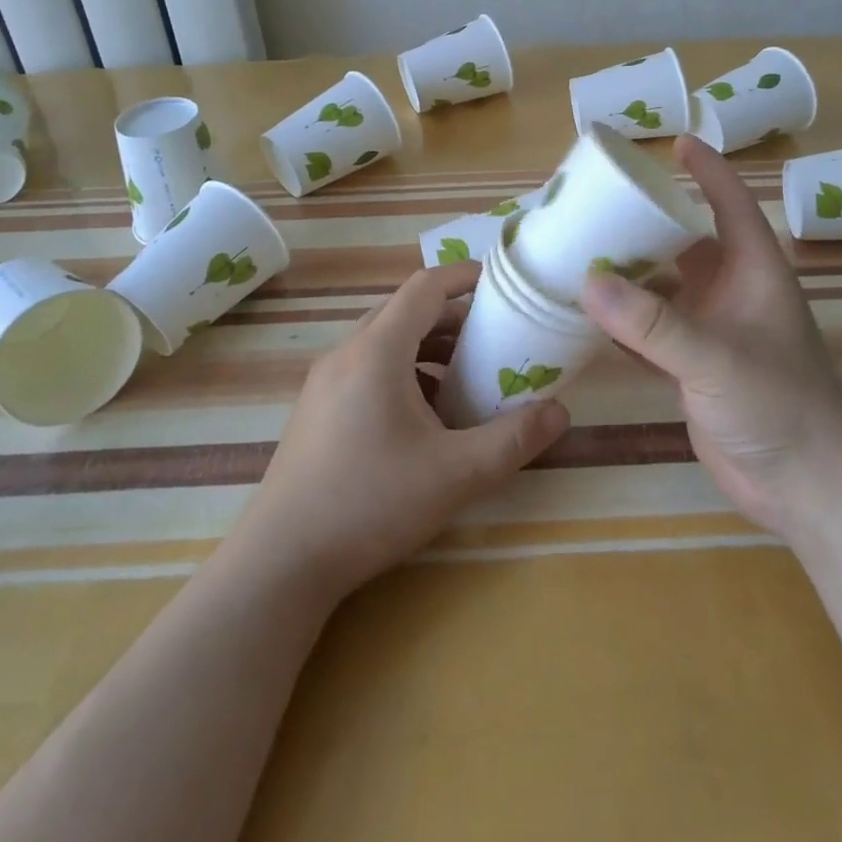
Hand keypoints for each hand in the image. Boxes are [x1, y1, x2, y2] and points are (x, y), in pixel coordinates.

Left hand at [232, 262, 570, 601]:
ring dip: (427, 346)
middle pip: (405, 311)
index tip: (501, 285)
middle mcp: (346, 352)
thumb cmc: (370, 503)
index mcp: (377, 350)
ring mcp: (325, 382)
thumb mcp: (455, 474)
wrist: (280, 563)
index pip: (425, 287)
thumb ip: (513, 440)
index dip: (464, 277)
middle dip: (453, 316)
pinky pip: (367, 368)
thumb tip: (561, 412)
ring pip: (384, 340)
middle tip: (495, 337)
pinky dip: (403, 371)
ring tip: (466, 376)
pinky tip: (425, 415)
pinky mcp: (316, 409)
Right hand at [581, 136, 841, 539]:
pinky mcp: (692, 371)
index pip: (730, 204)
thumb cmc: (781, 406)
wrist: (812, 489)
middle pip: (685, 244)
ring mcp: (711, 333)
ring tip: (577, 254)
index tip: (675, 142)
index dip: (707, 170)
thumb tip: (587, 281)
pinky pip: (649, 334)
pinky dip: (621, 324)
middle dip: (646, 223)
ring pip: (662, 290)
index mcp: (753, 272)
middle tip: (596, 204)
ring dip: (627, 276)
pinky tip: (584, 317)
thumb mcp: (717, 358)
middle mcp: (731, 294)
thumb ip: (654, 324)